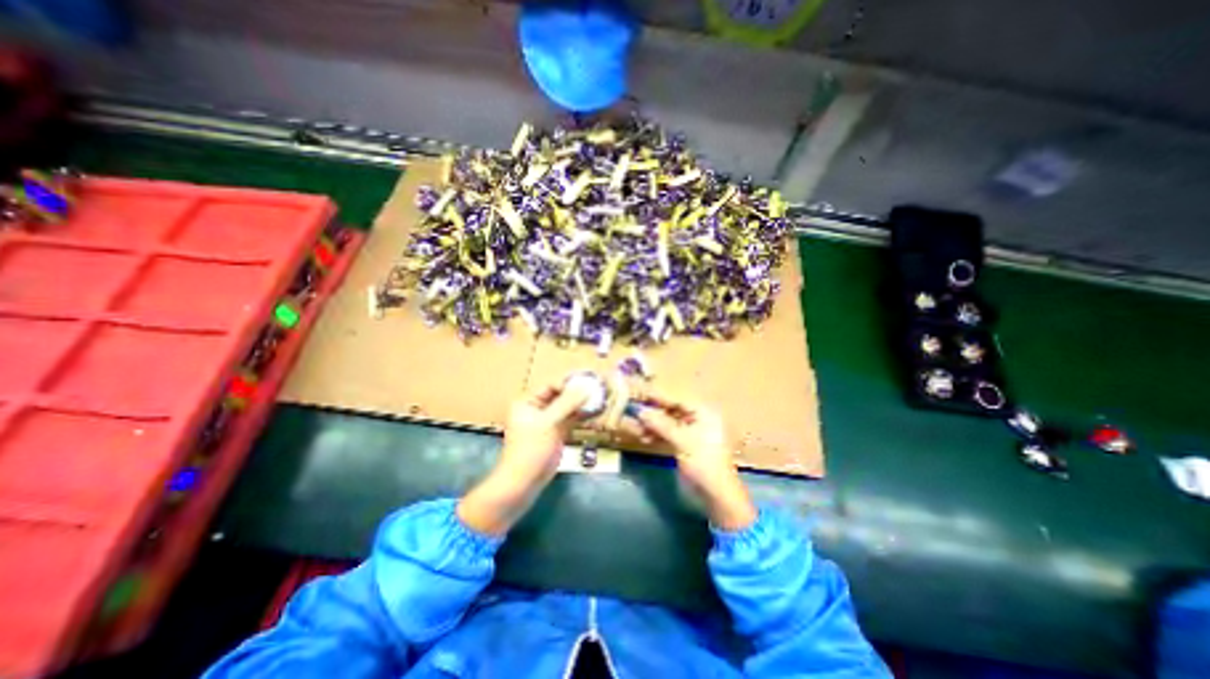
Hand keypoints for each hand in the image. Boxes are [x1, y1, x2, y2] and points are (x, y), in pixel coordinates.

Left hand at [456, 379, 589, 532]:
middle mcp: (537, 408)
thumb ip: (567, 403)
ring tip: (600, 396)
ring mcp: (548, 421)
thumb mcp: (549, 423)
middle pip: (560, 395)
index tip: (589, 380)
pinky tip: (596, 410)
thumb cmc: (531, 449)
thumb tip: (586, 386)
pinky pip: (570, 419)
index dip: (569, 382)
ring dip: (582, 403)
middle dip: (578, 392)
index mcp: (528, 402)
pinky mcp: (556, 433)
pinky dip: (582, 415)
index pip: (551, 385)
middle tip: (598, 386)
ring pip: (567, 407)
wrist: (524, 482)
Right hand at [634, 391, 754, 528]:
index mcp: (704, 413)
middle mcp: (698, 419)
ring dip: (653, 424)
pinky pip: (668, 434)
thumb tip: (640, 411)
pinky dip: (657, 435)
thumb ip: (661, 424)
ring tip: (636, 426)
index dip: (658, 397)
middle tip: (634, 409)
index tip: (639, 393)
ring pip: (668, 423)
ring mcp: (692, 433)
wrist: (717, 495)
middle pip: (672, 410)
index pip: (677, 399)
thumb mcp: (683, 441)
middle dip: (653, 411)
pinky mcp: (685, 445)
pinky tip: (644, 437)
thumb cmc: (704, 463)